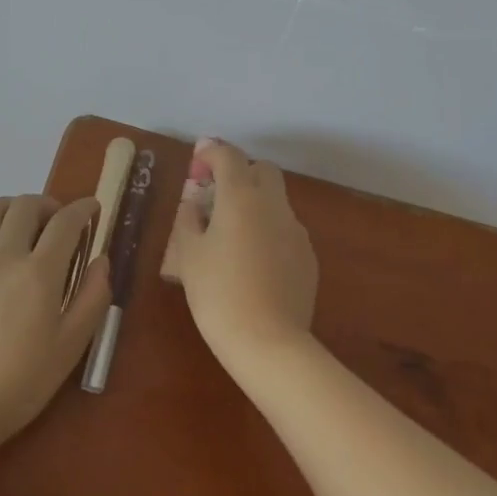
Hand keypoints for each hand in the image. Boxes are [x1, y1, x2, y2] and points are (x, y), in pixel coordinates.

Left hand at [0, 195, 110, 453]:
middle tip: (58, 223)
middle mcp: (5, 257)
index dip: (83, 208)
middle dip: (49, 204)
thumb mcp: (72, 345)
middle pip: (26, 204)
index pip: (66, 221)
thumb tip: (101, 260)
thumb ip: (93, 296)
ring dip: (12, 208)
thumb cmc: (22, 382)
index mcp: (39, 272)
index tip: (93, 208)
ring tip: (22, 227)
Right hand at [162, 140, 318, 374]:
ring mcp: (295, 229)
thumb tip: (194, 206)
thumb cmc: (218, 294)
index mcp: (241, 197)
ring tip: (233, 236)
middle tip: (217, 197)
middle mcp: (273, 204)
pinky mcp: (308, 255)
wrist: (268, 342)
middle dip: (240, 173)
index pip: (229, 156)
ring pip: (276, 200)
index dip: (211, 154)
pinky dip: (269, 232)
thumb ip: (189, 221)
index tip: (197, 165)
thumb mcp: (189, 256)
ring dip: (256, 204)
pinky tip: (255, 263)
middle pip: (262, 170)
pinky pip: (286, 229)